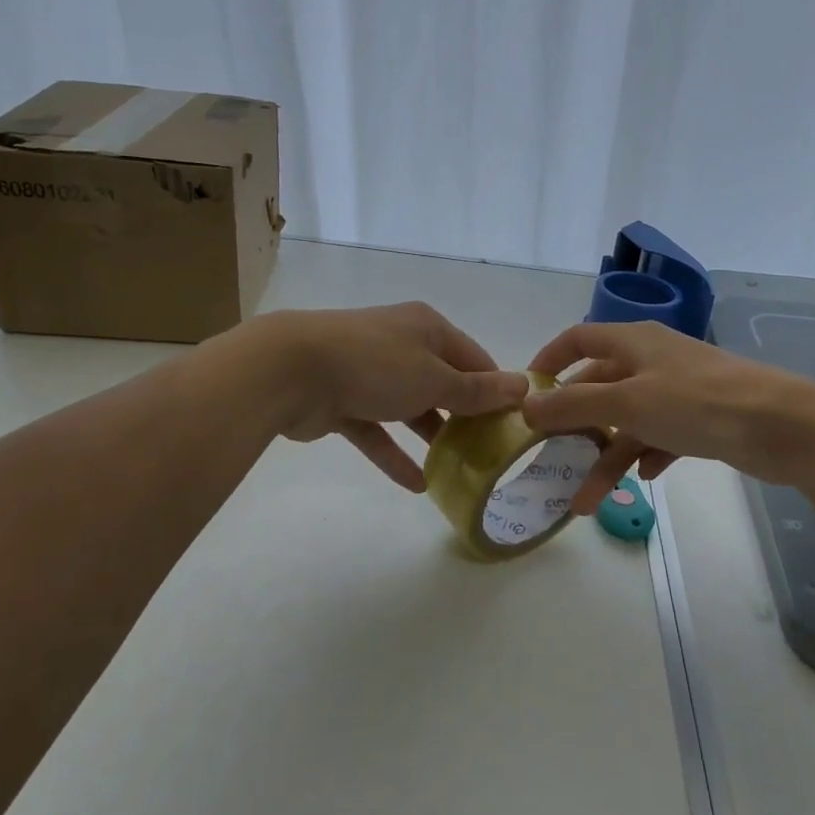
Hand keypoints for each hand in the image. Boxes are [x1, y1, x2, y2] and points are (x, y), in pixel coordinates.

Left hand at [247, 304, 527, 490]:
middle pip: (442, 383)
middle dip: (464, 417)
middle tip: (489, 453)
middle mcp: (400, 345)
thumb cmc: (375, 365)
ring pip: (409, 408)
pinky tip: (418, 485)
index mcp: (426, 328)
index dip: (495, 389)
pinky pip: (377, 430)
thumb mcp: (435, 379)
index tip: (513, 423)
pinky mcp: (343, 401)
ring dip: (431, 437)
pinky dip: (395, 454)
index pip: (474, 358)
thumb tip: (523, 386)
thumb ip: (477, 391)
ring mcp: (369, 373)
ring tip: (459, 470)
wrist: (292, 370)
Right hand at [522, 321, 814, 513]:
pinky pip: (658, 436)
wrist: (781, 426)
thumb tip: (526, 406)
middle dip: (574, 424)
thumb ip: (574, 405)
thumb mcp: (628, 403)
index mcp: (633, 342)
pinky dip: (645, 455)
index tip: (527, 392)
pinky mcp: (699, 420)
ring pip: (627, 421)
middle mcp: (652, 361)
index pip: (578, 339)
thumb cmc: (697, 403)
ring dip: (606, 457)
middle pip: (599, 386)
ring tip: (586, 501)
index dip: (549, 360)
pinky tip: (643, 478)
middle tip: (549, 456)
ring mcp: (677, 391)